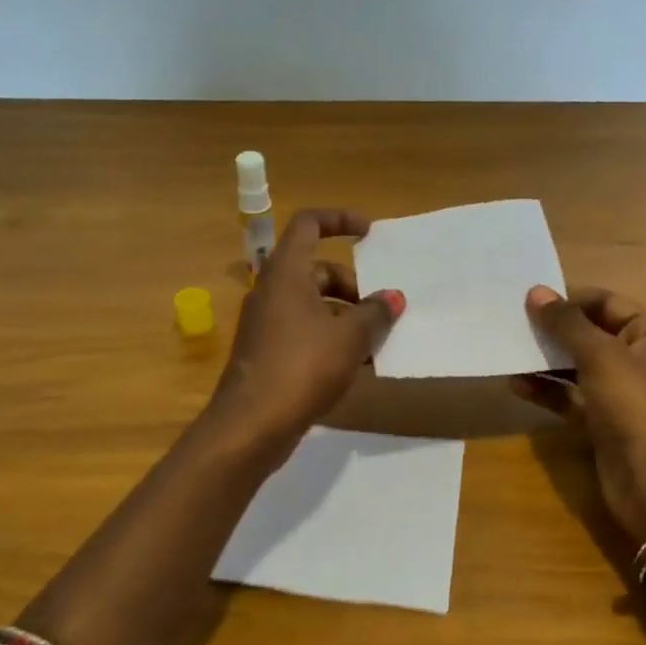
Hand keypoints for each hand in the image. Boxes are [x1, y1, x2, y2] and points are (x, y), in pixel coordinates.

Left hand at [207, 209, 404, 459]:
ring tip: (375, 344)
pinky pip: (305, 333)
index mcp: (287, 272)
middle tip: (380, 311)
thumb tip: (394, 297)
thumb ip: (375, 313)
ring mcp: (267, 324)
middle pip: (317, 271)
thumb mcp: (350, 337)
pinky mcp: (268, 353)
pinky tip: (355, 367)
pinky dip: (331, 340)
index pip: (309, 224)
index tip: (369, 232)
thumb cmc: (303, 367)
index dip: (339, 220)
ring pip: (313, 306)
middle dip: (352, 286)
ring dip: (346, 317)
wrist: (252, 424)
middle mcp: (272, 291)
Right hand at [511, 286, 645, 546]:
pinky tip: (517, 385)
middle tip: (513, 323)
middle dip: (554, 330)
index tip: (530, 301)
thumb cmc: (634, 408)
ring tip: (509, 351)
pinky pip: (571, 396)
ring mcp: (621, 392)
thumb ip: (567, 324)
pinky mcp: (603, 420)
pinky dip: (547, 390)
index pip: (607, 303)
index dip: (570, 300)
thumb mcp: (601, 357)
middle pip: (590, 333)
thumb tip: (536, 292)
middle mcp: (640, 359)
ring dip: (546, 360)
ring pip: (577, 366)